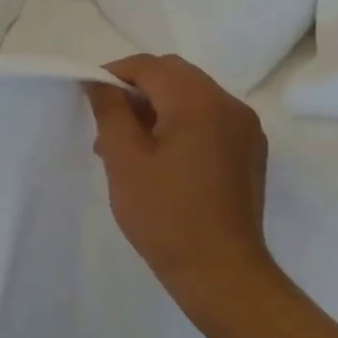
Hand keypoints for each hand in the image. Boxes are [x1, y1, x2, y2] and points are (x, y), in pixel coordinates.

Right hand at [84, 54, 271, 305]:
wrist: (219, 271)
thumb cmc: (163, 213)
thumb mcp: (123, 158)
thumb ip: (109, 111)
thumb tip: (99, 83)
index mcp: (198, 102)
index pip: (149, 66)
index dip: (114, 73)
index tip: (88, 95)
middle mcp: (229, 105)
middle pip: (175, 74)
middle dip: (136, 87)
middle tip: (106, 118)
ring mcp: (245, 128)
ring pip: (192, 95)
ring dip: (157, 105)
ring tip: (127, 142)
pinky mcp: (249, 151)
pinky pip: (209, 118)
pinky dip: (180, 121)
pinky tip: (159, 155)